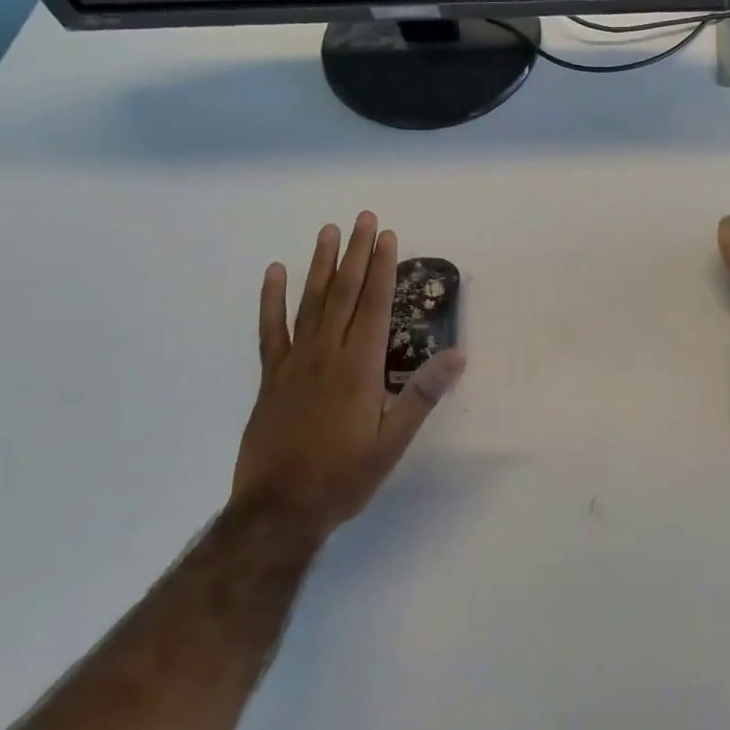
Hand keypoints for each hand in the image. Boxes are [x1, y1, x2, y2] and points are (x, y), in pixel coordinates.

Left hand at [232, 212, 464, 532]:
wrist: (279, 511)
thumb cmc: (344, 476)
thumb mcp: (393, 441)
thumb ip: (422, 394)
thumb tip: (458, 354)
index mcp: (360, 366)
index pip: (374, 304)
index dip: (382, 268)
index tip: (387, 236)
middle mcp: (328, 353)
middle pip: (344, 293)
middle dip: (356, 253)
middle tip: (364, 218)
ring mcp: (295, 362)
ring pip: (311, 302)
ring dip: (322, 265)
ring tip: (328, 231)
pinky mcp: (272, 377)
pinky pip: (271, 330)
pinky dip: (272, 300)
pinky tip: (274, 274)